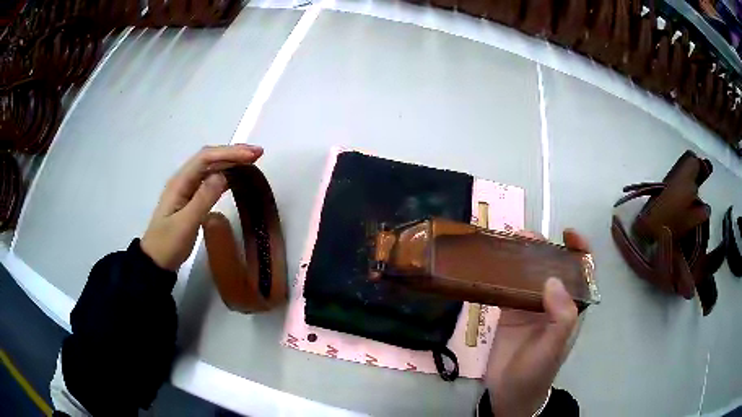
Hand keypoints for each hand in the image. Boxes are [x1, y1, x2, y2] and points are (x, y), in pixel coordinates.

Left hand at [141, 144, 262, 270]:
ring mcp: (187, 189)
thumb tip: (223, 175)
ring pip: (211, 168)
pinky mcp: (192, 199)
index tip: (252, 156)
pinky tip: (237, 179)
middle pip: (209, 158)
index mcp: (180, 182)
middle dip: (233, 153)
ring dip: (231, 162)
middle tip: (258, 153)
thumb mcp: (185, 224)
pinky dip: (226, 176)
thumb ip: (203, 199)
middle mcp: (184, 180)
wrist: (155, 261)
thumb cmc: (168, 244)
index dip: (230, 153)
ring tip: (252, 162)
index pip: (206, 158)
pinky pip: (210, 181)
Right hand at [484, 229, 588, 416]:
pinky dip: (499, 275)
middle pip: (551, 267)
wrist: (510, 394)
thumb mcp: (554, 347)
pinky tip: (489, 266)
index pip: (581, 273)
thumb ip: (561, 316)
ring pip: (528, 275)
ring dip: (519, 258)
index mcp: (570, 307)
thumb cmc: (538, 372)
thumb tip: (553, 279)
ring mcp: (530, 307)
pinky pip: (506, 288)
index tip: (567, 233)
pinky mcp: (509, 313)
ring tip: (504, 244)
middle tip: (523, 236)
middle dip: (542, 248)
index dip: (579, 250)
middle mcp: (552, 302)